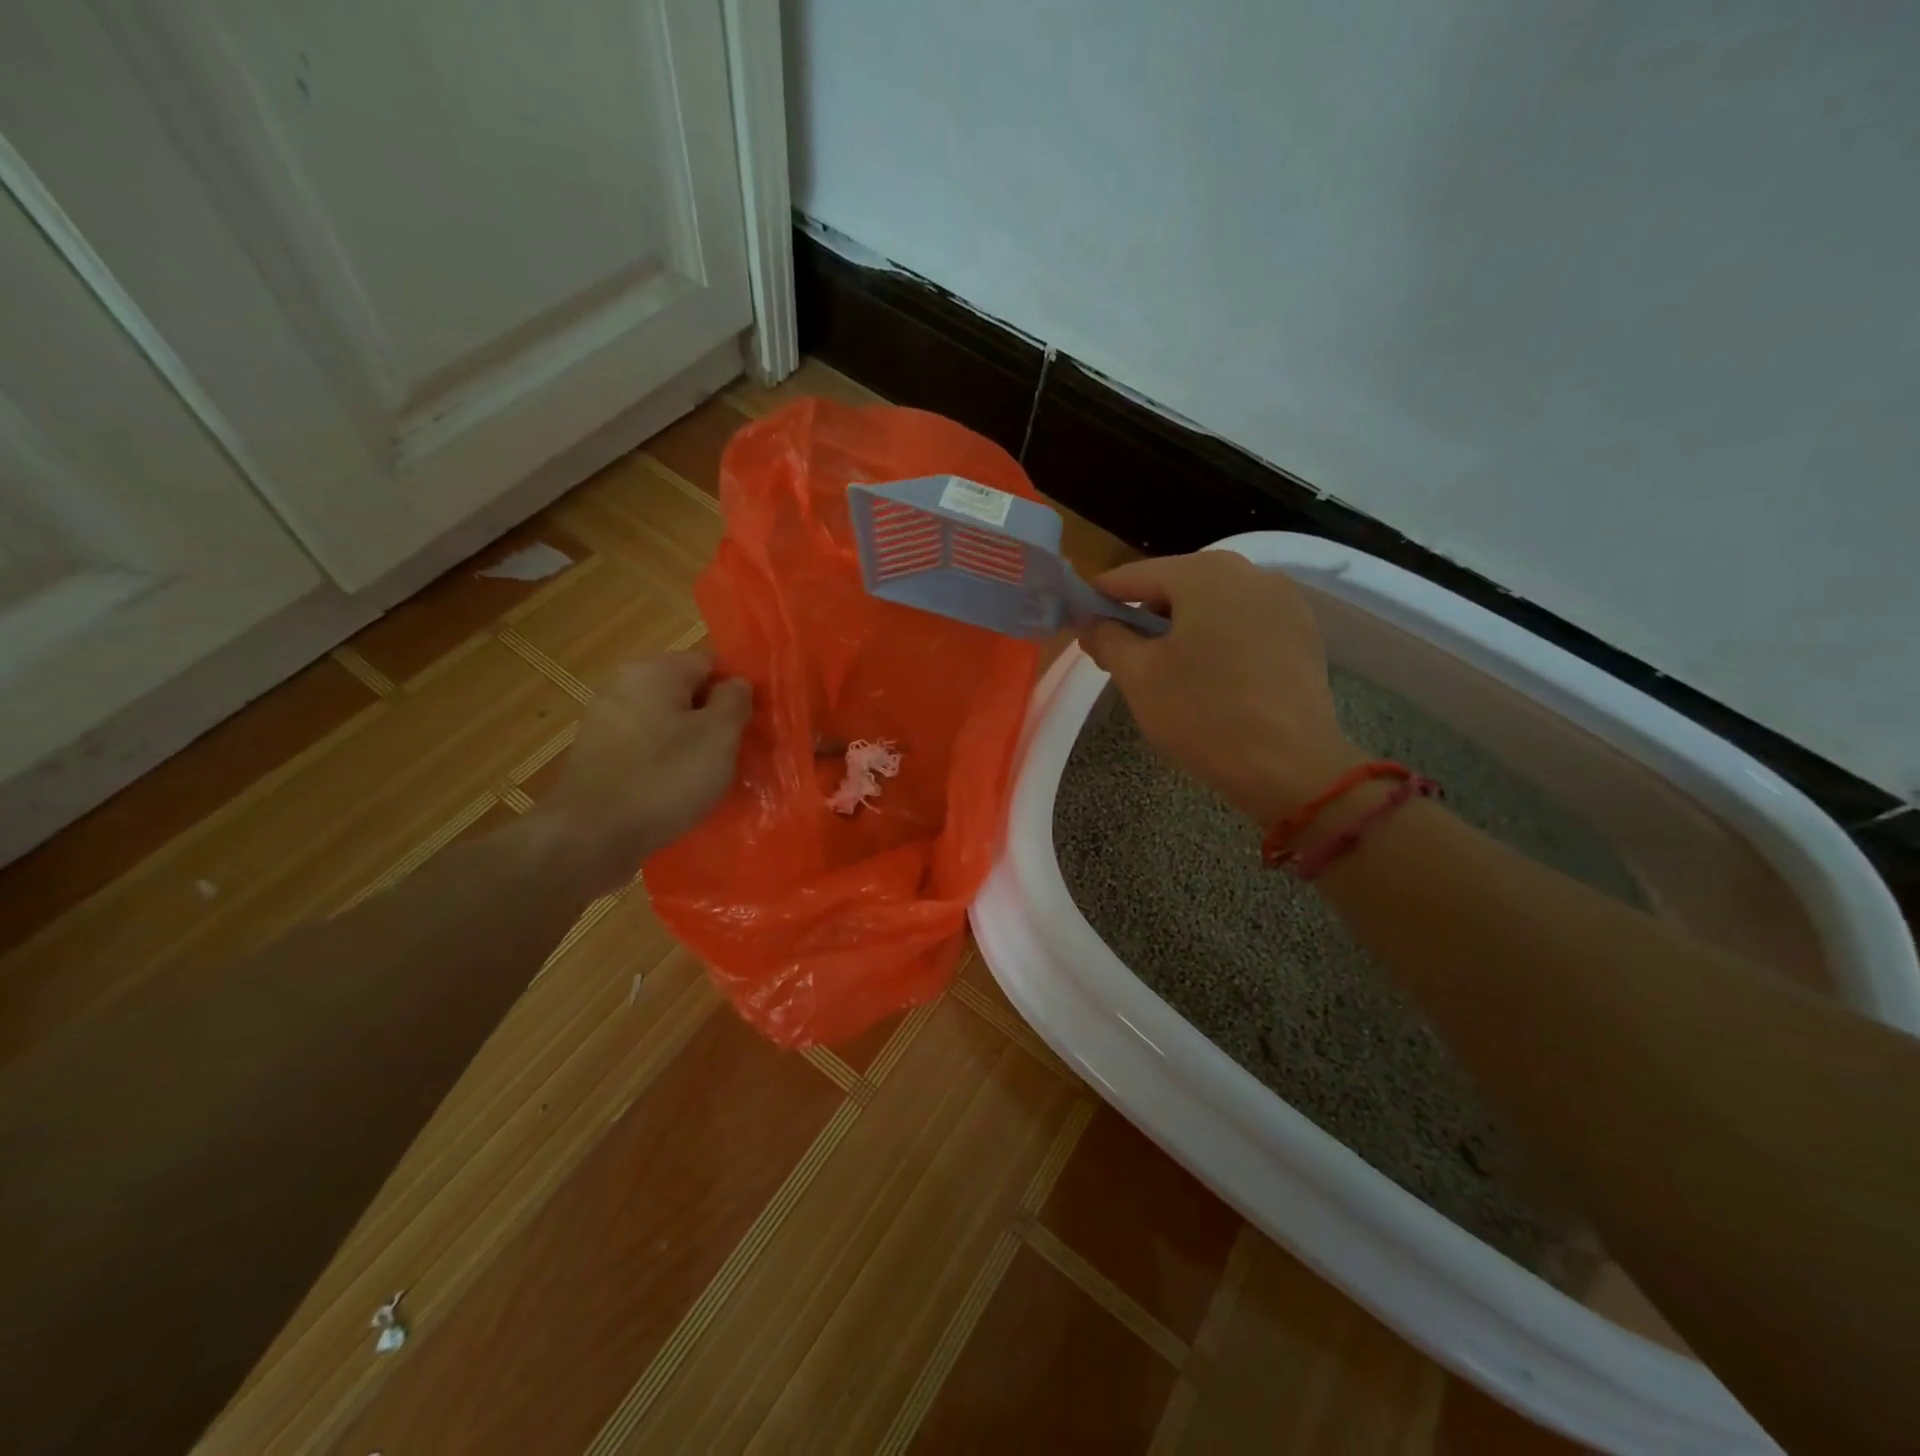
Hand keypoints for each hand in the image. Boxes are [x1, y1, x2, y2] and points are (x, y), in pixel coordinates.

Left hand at [540, 650, 750, 892]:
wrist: (592, 837)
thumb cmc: (664, 779)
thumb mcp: (719, 736)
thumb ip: (735, 700)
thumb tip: (736, 684)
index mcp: (653, 671)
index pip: (709, 662)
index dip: (735, 690)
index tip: (749, 724)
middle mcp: (622, 685)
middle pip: (684, 692)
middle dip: (711, 719)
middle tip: (733, 752)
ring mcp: (603, 721)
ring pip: (664, 722)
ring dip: (687, 743)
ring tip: (706, 777)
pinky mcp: (595, 756)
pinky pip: (643, 748)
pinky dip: (662, 763)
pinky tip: (674, 791)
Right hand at [1078, 552, 1356, 823]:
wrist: (1290, 765)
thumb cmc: (1202, 713)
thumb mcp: (1138, 676)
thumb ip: (1107, 638)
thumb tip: (1092, 622)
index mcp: (1204, 573)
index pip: (1133, 575)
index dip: (1100, 598)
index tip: (1078, 623)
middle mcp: (1249, 572)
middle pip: (1176, 584)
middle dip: (1143, 615)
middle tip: (1120, 655)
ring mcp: (1283, 601)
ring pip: (1212, 604)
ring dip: (1181, 628)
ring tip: (1165, 670)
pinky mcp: (1303, 633)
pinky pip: (1244, 624)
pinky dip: (1217, 640)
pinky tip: (1209, 677)